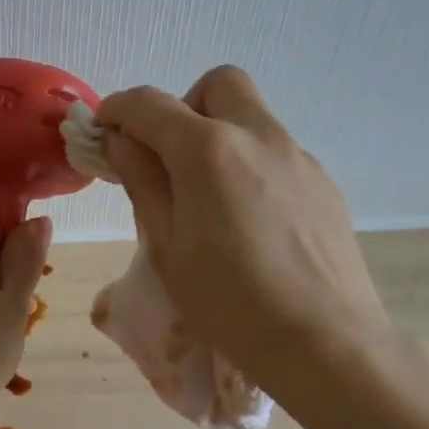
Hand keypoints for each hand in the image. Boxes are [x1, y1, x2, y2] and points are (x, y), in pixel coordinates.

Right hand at [95, 66, 396, 384]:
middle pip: (217, 85)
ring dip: (219, 134)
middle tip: (168, 155)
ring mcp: (298, 157)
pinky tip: (250, 220)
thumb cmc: (228, 303)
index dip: (117, 109)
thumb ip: (142, 182)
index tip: (104, 130)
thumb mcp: (167, 246)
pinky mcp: (324, 183)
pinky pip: (277, 152)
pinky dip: (250, 162)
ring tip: (208, 197)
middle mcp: (258, 137)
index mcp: (208, 150)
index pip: (149, 104)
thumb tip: (123, 142)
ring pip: (252, 117)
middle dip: (182, 106)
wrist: (324, 343)